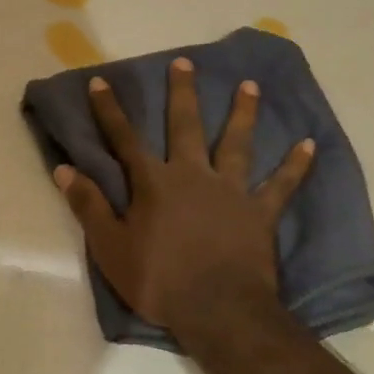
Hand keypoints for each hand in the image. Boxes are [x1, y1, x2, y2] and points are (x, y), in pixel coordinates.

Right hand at [53, 56, 313, 340]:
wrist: (218, 311)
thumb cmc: (158, 281)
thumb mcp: (111, 247)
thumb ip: (89, 205)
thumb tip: (63, 169)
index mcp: (154, 183)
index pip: (124, 139)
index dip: (110, 110)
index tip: (100, 81)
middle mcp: (193, 175)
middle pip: (185, 126)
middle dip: (182, 93)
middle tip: (184, 62)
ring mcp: (230, 191)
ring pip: (237, 143)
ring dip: (243, 113)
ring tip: (250, 85)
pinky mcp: (259, 212)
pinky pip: (281, 185)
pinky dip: (295, 166)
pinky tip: (310, 144)